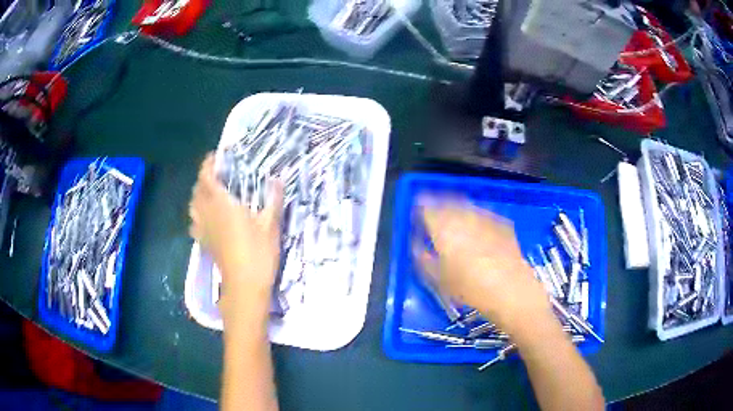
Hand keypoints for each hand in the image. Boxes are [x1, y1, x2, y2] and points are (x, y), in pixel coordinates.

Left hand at [189, 153, 283, 319]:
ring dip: (198, 195)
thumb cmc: (258, 252)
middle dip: (203, 179)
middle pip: (197, 190)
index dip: (208, 165)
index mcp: (221, 204)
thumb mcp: (271, 224)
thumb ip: (273, 199)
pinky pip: (194, 222)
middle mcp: (207, 213)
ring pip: (192, 206)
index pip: (207, 177)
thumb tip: (277, 179)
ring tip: (210, 194)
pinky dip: (197, 214)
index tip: (214, 157)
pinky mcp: (203, 243)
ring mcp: (203, 229)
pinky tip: (206, 218)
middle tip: (217, 175)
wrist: (245, 285)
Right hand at [415, 198, 551, 335]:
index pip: (425, 206)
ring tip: (454, 224)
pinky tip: (477, 232)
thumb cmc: (468, 287)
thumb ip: (422, 257)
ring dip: (456, 211)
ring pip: (465, 206)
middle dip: (437, 206)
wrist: (509, 289)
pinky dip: (475, 219)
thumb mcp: (436, 278)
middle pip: (445, 202)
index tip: (416, 216)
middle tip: (433, 218)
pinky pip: (482, 215)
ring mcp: (484, 216)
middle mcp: (463, 214)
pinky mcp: (501, 222)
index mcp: (442, 226)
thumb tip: (417, 245)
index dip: (418, 209)